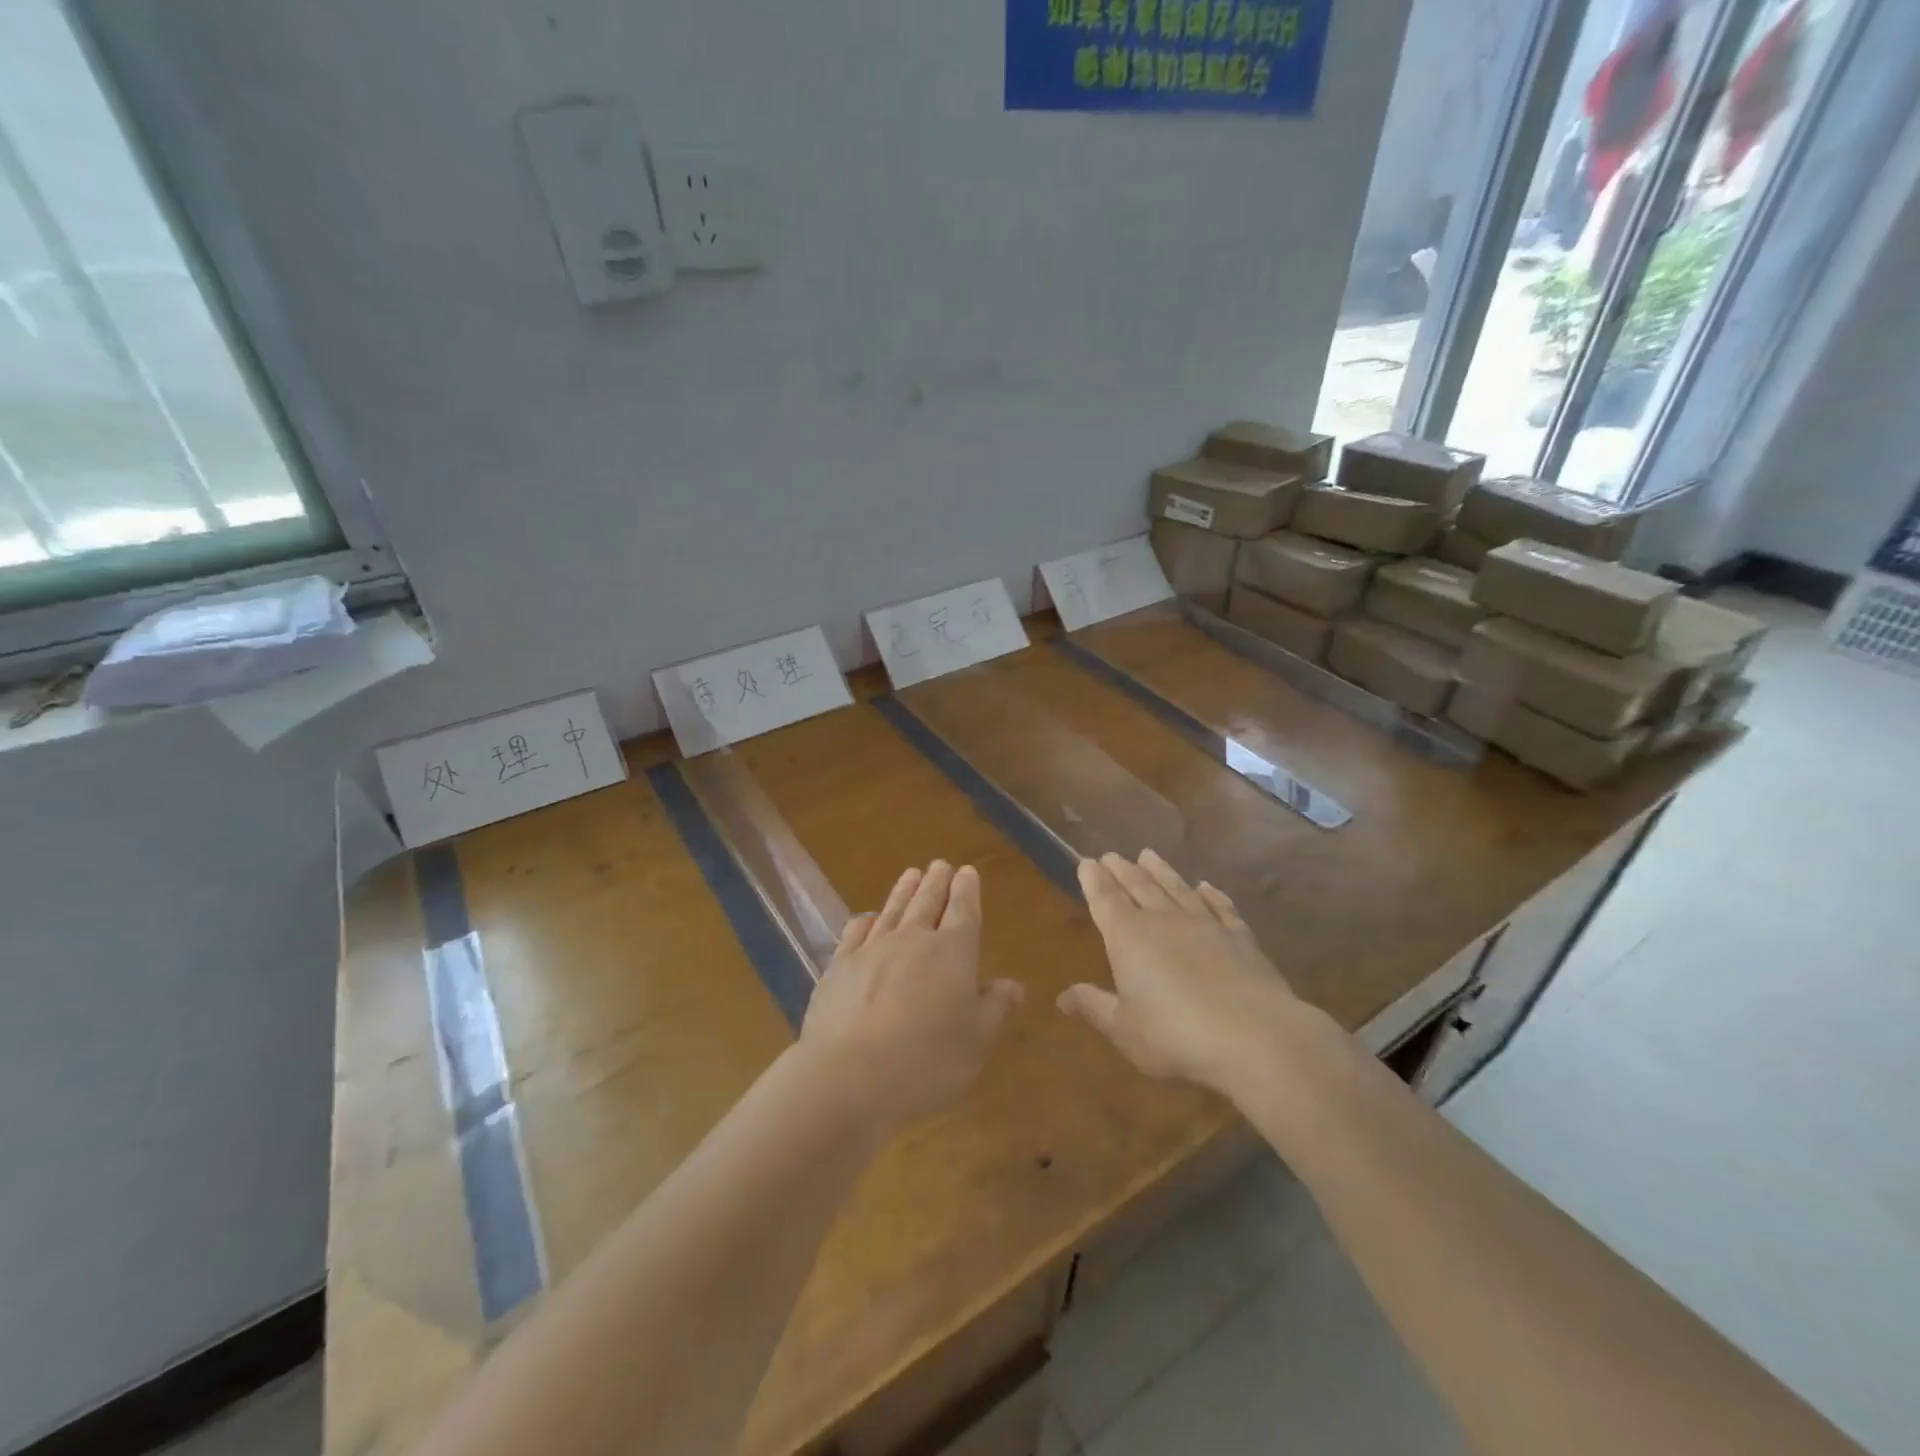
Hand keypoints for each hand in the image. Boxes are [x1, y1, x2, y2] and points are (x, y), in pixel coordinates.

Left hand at [800, 861, 1022, 1126]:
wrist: (848, 1075)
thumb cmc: (926, 1061)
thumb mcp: (976, 1041)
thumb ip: (995, 1007)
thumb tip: (1013, 984)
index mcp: (952, 952)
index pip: (963, 911)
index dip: (967, 890)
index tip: (968, 872)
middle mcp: (912, 940)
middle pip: (927, 902)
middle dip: (937, 881)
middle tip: (940, 864)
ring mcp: (872, 950)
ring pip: (893, 909)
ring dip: (904, 890)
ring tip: (911, 873)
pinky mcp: (839, 967)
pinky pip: (856, 932)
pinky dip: (866, 920)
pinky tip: (868, 917)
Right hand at [1058, 851, 1298, 1093]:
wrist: (1255, 1036)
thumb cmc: (1176, 1035)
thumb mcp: (1125, 1029)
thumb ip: (1094, 1007)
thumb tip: (1063, 996)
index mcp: (1128, 937)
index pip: (1105, 900)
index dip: (1094, 881)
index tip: (1087, 863)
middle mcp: (1164, 920)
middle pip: (1139, 886)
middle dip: (1122, 870)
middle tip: (1112, 855)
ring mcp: (1205, 924)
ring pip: (1177, 888)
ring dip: (1162, 871)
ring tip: (1149, 855)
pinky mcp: (1240, 936)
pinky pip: (1220, 906)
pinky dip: (1211, 894)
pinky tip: (1206, 886)